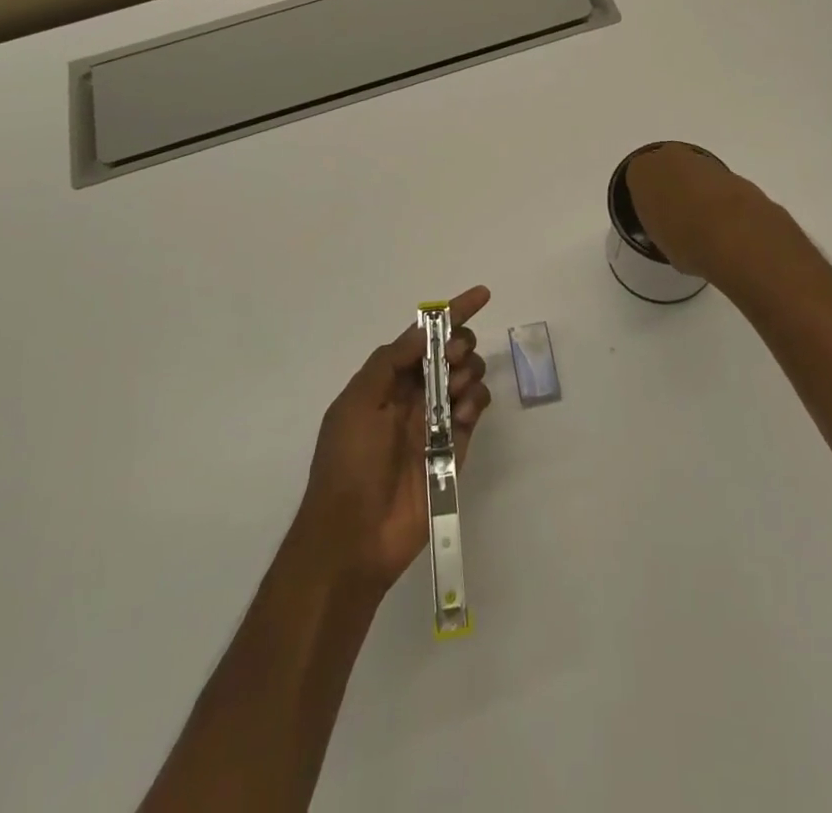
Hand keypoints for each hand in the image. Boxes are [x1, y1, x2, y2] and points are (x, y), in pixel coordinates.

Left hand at [293, 287, 492, 591]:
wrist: (354, 537)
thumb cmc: (348, 463)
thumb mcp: (357, 402)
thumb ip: (390, 361)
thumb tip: (424, 329)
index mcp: (385, 382)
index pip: (422, 337)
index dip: (451, 314)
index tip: (482, 294)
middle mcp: (412, 397)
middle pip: (450, 354)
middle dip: (461, 344)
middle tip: (457, 357)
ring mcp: (435, 423)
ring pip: (467, 379)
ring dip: (469, 372)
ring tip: (458, 390)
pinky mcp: (454, 449)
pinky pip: (475, 413)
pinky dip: (476, 403)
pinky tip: (464, 414)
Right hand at [625, 143, 775, 280]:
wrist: (735, 235)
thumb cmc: (684, 240)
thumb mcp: (659, 240)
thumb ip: (660, 224)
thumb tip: (671, 228)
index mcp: (642, 172)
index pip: (637, 177)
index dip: (646, 197)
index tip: (653, 215)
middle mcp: (670, 158)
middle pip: (666, 168)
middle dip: (671, 186)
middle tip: (677, 215)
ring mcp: (704, 162)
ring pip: (694, 173)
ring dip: (697, 190)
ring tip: (703, 222)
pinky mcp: (732, 172)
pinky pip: (717, 184)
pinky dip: (719, 197)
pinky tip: (724, 222)